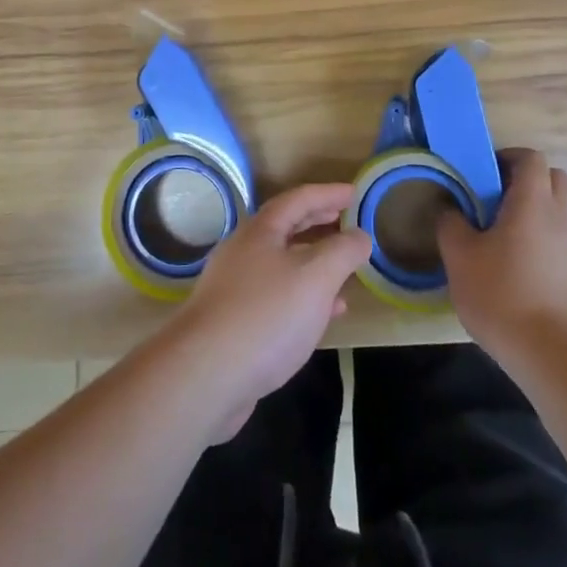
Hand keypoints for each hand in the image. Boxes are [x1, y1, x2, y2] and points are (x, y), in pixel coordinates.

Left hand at [168, 183, 370, 440]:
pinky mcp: (234, 321)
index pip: (298, 199)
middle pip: (286, 227)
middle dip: (318, 222)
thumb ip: (342, 252)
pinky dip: (304, 296)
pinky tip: (324, 315)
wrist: (206, 374)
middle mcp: (244, 251)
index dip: (328, 193)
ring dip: (314, 261)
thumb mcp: (315, 277)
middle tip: (346, 219)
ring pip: (282, 263)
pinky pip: (277, 296)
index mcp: (260, 231)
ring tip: (344, 269)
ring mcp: (235, 286)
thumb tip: (360, 235)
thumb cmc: (266, 315)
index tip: (355, 192)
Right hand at [437, 148, 566, 357]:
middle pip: (554, 180)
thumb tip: (450, 209)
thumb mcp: (460, 257)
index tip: (483, 173)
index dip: (507, 157)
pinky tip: (515, 272)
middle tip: (495, 199)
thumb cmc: (503, 295)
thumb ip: (451, 225)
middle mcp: (560, 219)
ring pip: (559, 214)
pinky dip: (541, 245)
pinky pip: (560, 245)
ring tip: (500, 240)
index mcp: (532, 203)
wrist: (556, 357)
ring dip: (533, 215)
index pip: (531, 158)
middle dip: (527, 181)